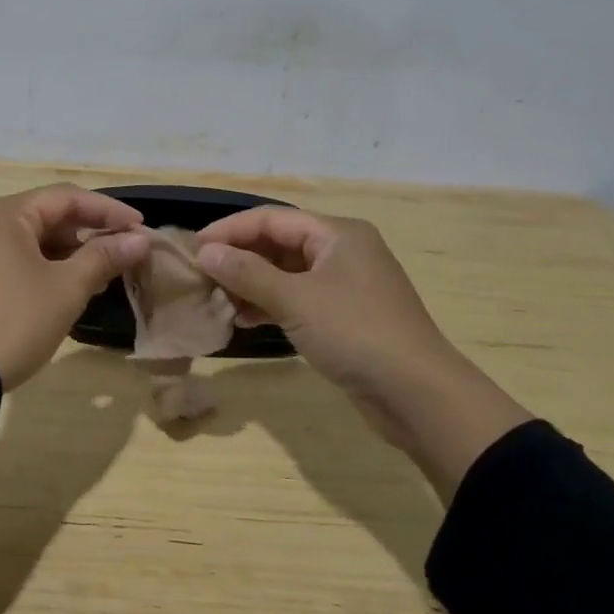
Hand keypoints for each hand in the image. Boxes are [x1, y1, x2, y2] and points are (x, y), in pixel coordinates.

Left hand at [0, 185, 150, 390]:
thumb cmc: (15, 322)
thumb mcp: (67, 288)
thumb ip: (104, 257)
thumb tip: (140, 239)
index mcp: (2, 213)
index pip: (65, 198)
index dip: (107, 210)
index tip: (139, 227)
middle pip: (43, 214)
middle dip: (86, 232)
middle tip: (121, 252)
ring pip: (25, 237)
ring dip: (64, 251)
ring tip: (98, 273)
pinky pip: (7, 256)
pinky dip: (38, 264)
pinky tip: (62, 285)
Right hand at [195, 208, 530, 497]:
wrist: (419, 395)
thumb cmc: (356, 333)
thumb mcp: (296, 300)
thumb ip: (247, 273)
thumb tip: (206, 253)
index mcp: (337, 233)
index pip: (271, 218)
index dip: (230, 230)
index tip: (194, 248)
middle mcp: (342, 251)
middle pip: (279, 243)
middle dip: (240, 258)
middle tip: (202, 276)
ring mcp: (346, 285)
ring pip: (287, 273)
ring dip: (251, 284)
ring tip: (217, 300)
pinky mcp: (346, 316)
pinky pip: (299, 299)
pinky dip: (271, 305)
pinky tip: (245, 319)